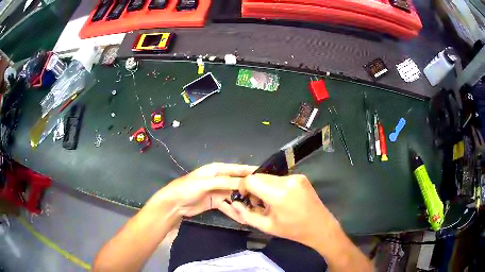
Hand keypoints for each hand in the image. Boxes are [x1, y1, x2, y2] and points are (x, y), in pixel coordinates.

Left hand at [158, 163, 255, 220]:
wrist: (174, 205)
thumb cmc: (187, 188)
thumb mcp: (205, 183)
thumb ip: (225, 182)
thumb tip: (245, 183)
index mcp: (216, 170)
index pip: (236, 169)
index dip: (249, 171)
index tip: (264, 174)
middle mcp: (219, 179)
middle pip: (237, 183)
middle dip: (248, 190)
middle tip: (262, 197)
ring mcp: (218, 192)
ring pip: (234, 196)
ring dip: (243, 202)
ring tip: (255, 209)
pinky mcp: (216, 203)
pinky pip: (228, 206)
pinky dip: (235, 211)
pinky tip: (243, 217)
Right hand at [228, 174, 339, 247]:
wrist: (320, 226)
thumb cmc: (293, 230)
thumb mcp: (267, 227)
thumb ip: (247, 214)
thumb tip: (234, 203)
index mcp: (278, 194)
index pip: (251, 180)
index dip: (243, 187)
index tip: (245, 197)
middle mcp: (287, 181)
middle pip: (260, 176)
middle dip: (254, 187)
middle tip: (258, 202)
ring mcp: (296, 177)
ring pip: (270, 177)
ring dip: (265, 187)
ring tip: (271, 202)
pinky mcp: (301, 177)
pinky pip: (280, 178)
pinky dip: (275, 186)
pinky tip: (281, 198)